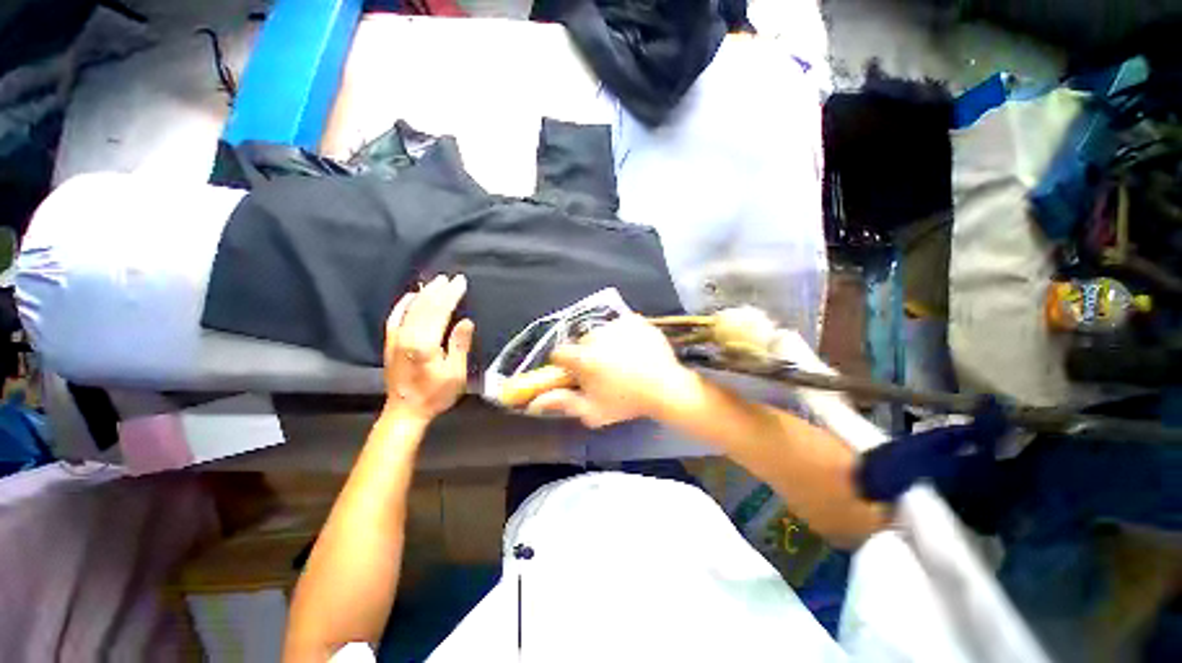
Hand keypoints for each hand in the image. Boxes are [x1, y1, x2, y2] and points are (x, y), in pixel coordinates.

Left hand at [383, 274, 473, 422]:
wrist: (405, 411)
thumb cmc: (436, 395)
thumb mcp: (455, 373)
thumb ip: (459, 345)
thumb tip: (466, 321)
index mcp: (425, 343)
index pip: (439, 311)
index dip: (451, 295)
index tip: (461, 282)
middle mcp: (407, 336)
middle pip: (425, 306)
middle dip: (440, 290)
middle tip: (453, 278)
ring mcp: (396, 338)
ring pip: (411, 308)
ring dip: (425, 293)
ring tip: (437, 281)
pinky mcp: (390, 343)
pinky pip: (395, 317)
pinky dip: (403, 304)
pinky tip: (411, 296)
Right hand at [525, 314, 697, 427]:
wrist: (666, 388)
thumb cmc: (627, 402)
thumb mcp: (593, 411)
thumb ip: (563, 403)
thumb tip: (536, 402)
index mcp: (583, 358)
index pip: (559, 353)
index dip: (564, 364)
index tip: (575, 372)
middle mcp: (596, 336)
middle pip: (582, 342)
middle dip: (587, 354)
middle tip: (603, 370)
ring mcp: (617, 326)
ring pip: (601, 333)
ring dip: (606, 344)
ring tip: (623, 361)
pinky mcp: (635, 320)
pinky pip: (620, 325)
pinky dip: (623, 335)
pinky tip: (633, 349)